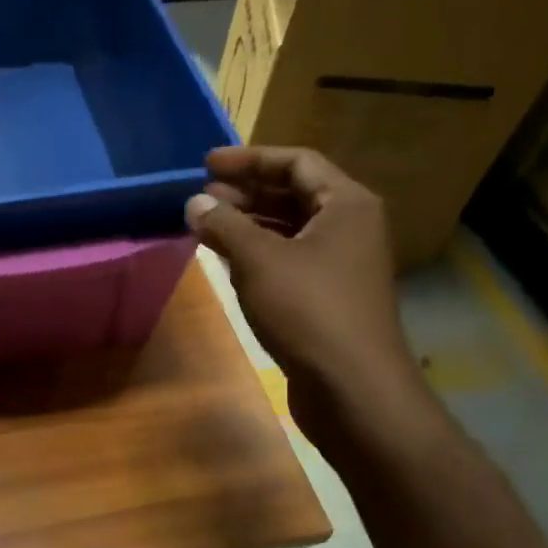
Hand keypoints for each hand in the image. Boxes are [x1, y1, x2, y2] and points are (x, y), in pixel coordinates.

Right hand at [185, 147, 427, 448]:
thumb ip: (224, 226)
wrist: (352, 387)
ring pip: (291, 228)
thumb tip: (194, 203)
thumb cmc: (308, 310)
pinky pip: (290, 258)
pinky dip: (259, 252)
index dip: (249, 159)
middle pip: (295, 193)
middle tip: (202, 196)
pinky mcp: (329, 296)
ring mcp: (341, 263)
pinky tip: (228, 258)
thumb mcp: (259, 261)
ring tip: (206, 224)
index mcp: (346, 204)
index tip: (206, 164)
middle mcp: (350, 226)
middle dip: (246, 192)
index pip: (296, 163)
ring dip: (249, 223)